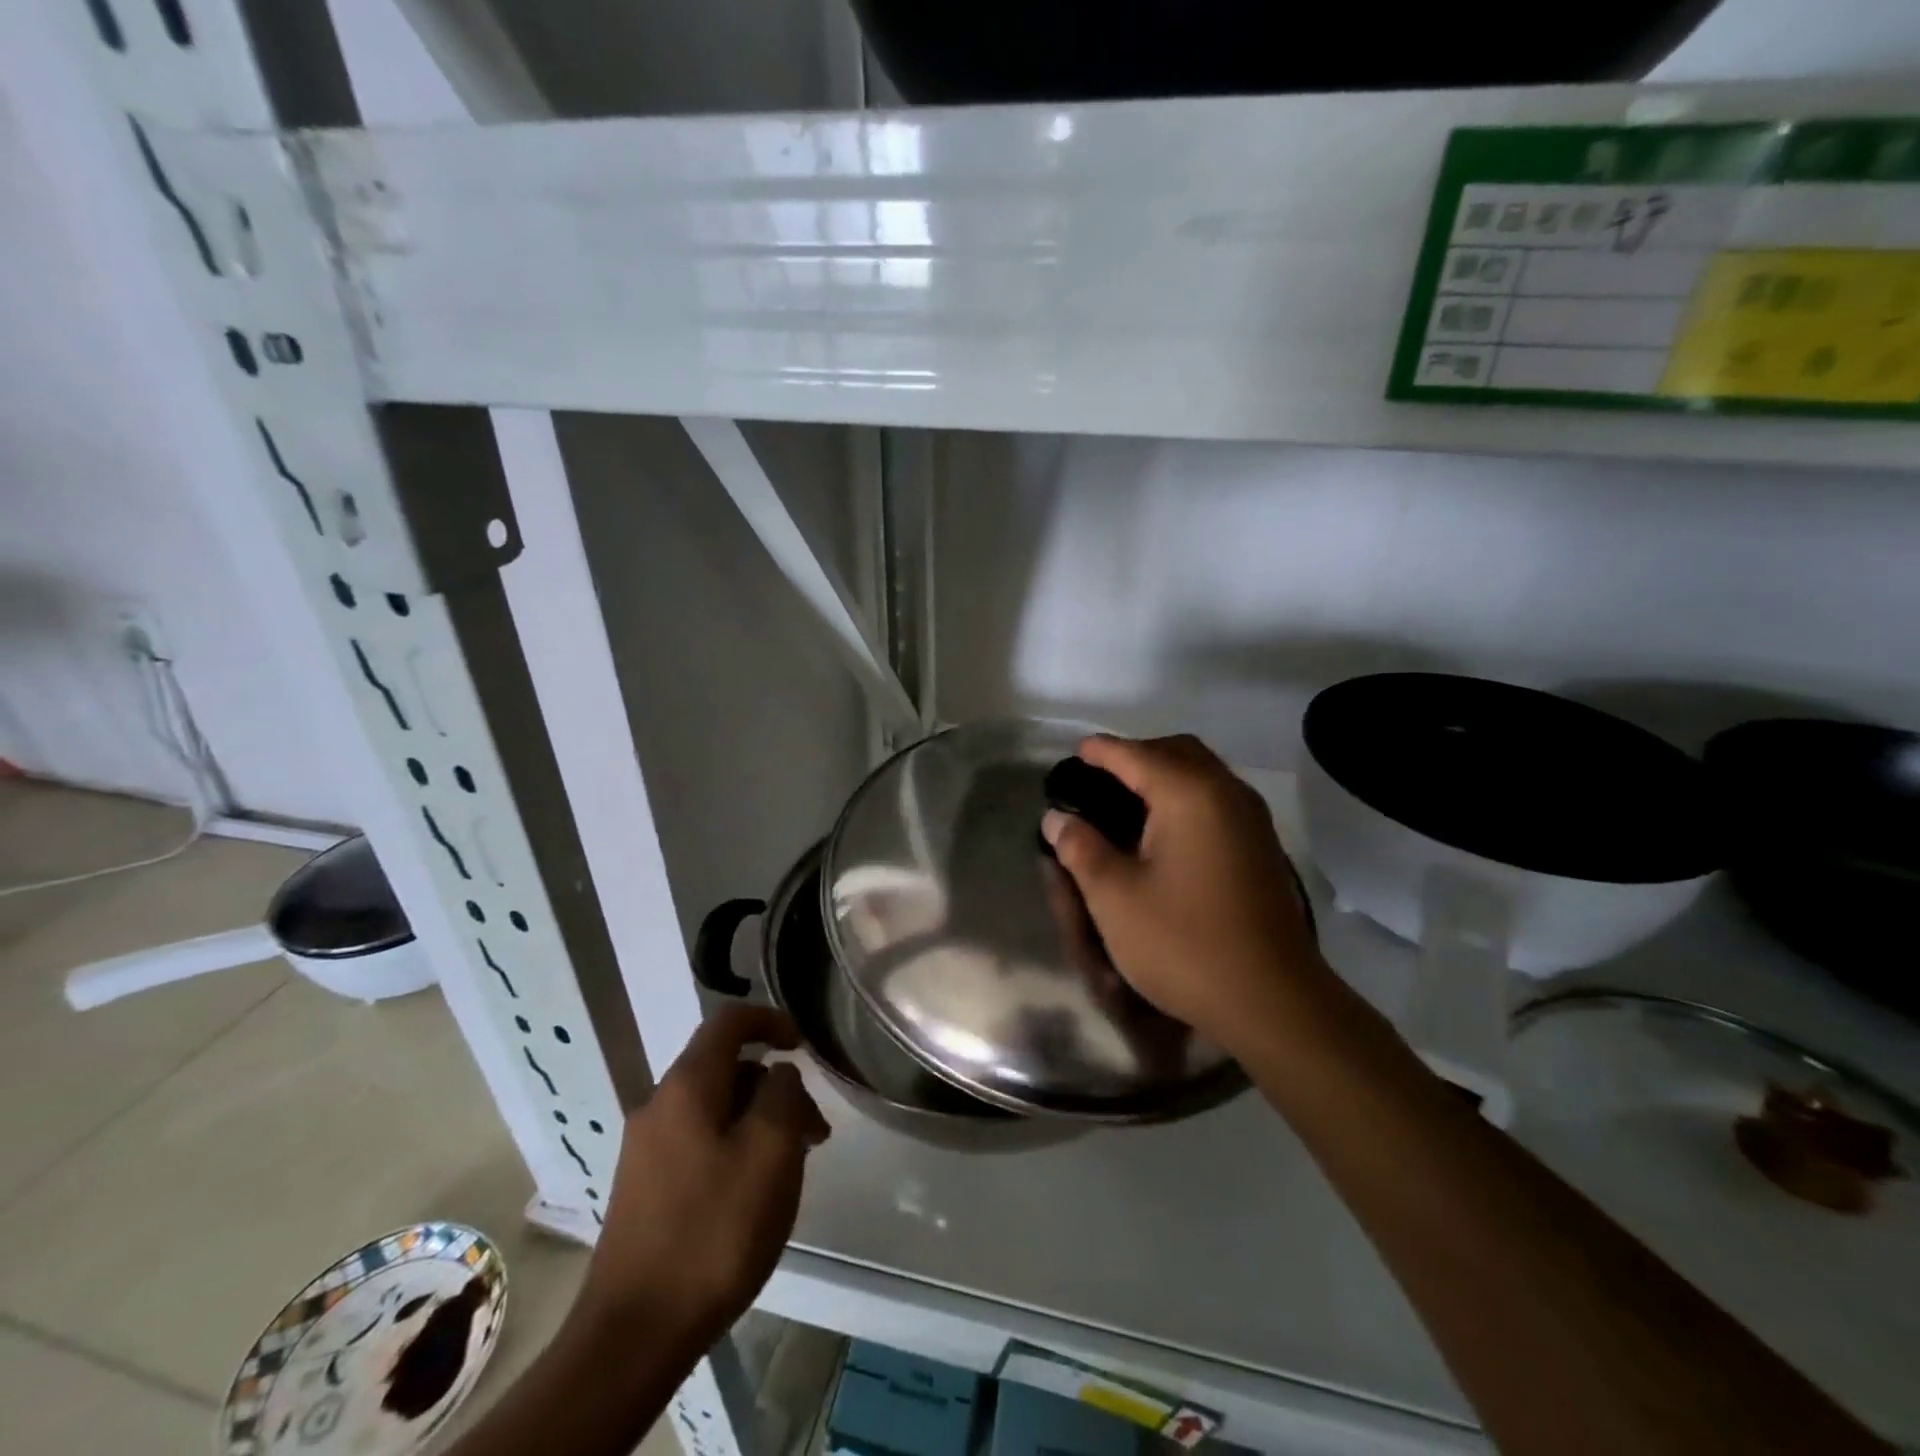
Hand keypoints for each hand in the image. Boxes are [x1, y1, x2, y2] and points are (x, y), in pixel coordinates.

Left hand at [570, 1005, 829, 1354]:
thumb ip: (783, 1095)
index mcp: (687, 1086)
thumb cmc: (714, 1231)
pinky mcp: (643, 1187)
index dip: (770, 1020)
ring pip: (714, 1108)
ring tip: (791, 1168)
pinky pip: (698, 1141)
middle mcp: (659, 1105)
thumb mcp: (770, 1152)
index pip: (729, 1022)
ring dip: (758, 1121)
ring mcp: (645, 1148)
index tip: (803, 1044)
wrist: (635, 1334)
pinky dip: (734, 1146)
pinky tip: (753, 1193)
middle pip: (725, 1068)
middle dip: (774, 1087)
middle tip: (813, 1132)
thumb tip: (779, 1074)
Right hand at [1041, 734, 1327, 1059]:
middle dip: (1136, 755)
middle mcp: (1226, 793)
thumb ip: (1081, 849)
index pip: (1135, 755)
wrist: (1273, 1001)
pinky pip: (1217, 798)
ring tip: (1127, 800)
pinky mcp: (1262, 846)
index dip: (1101, 751)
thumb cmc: (1184, 944)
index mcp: (1189, 795)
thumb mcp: (1114, 898)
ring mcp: (1251, 819)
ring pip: (1202, 772)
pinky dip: (1186, 796)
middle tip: (1100, 778)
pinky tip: (1164, 830)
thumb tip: (1057, 818)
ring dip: (1164, 774)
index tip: (1074, 753)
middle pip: (1176, 751)